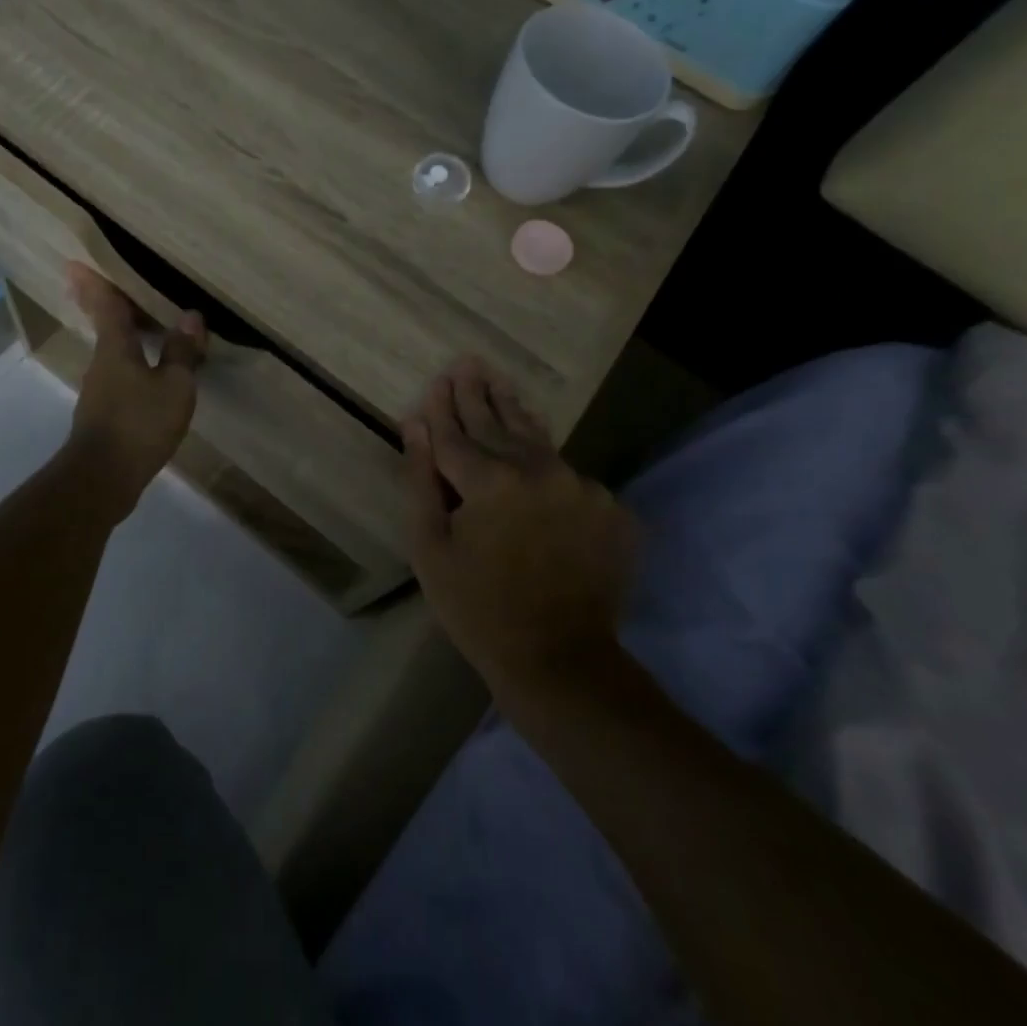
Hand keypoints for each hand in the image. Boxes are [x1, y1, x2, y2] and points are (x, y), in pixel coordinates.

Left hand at [63, 264, 206, 517]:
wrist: (102, 479)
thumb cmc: (139, 424)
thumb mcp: (174, 386)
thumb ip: (182, 352)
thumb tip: (191, 316)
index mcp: (115, 348)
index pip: (105, 305)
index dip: (95, 282)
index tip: (75, 262)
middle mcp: (102, 362)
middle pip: (106, 325)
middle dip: (105, 304)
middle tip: (107, 284)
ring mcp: (99, 389)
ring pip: (113, 351)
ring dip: (124, 335)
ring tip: (144, 324)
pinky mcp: (104, 413)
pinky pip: (120, 374)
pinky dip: (133, 362)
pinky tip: (150, 371)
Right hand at [402, 358, 637, 700]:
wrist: (560, 661)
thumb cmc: (478, 608)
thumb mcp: (430, 546)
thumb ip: (421, 479)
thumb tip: (415, 425)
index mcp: (491, 479)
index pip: (456, 432)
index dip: (442, 407)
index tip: (438, 378)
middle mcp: (540, 470)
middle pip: (499, 423)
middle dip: (478, 394)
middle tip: (469, 364)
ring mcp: (582, 487)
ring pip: (539, 441)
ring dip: (515, 413)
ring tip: (501, 385)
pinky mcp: (611, 509)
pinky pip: (569, 477)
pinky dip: (547, 465)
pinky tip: (535, 455)